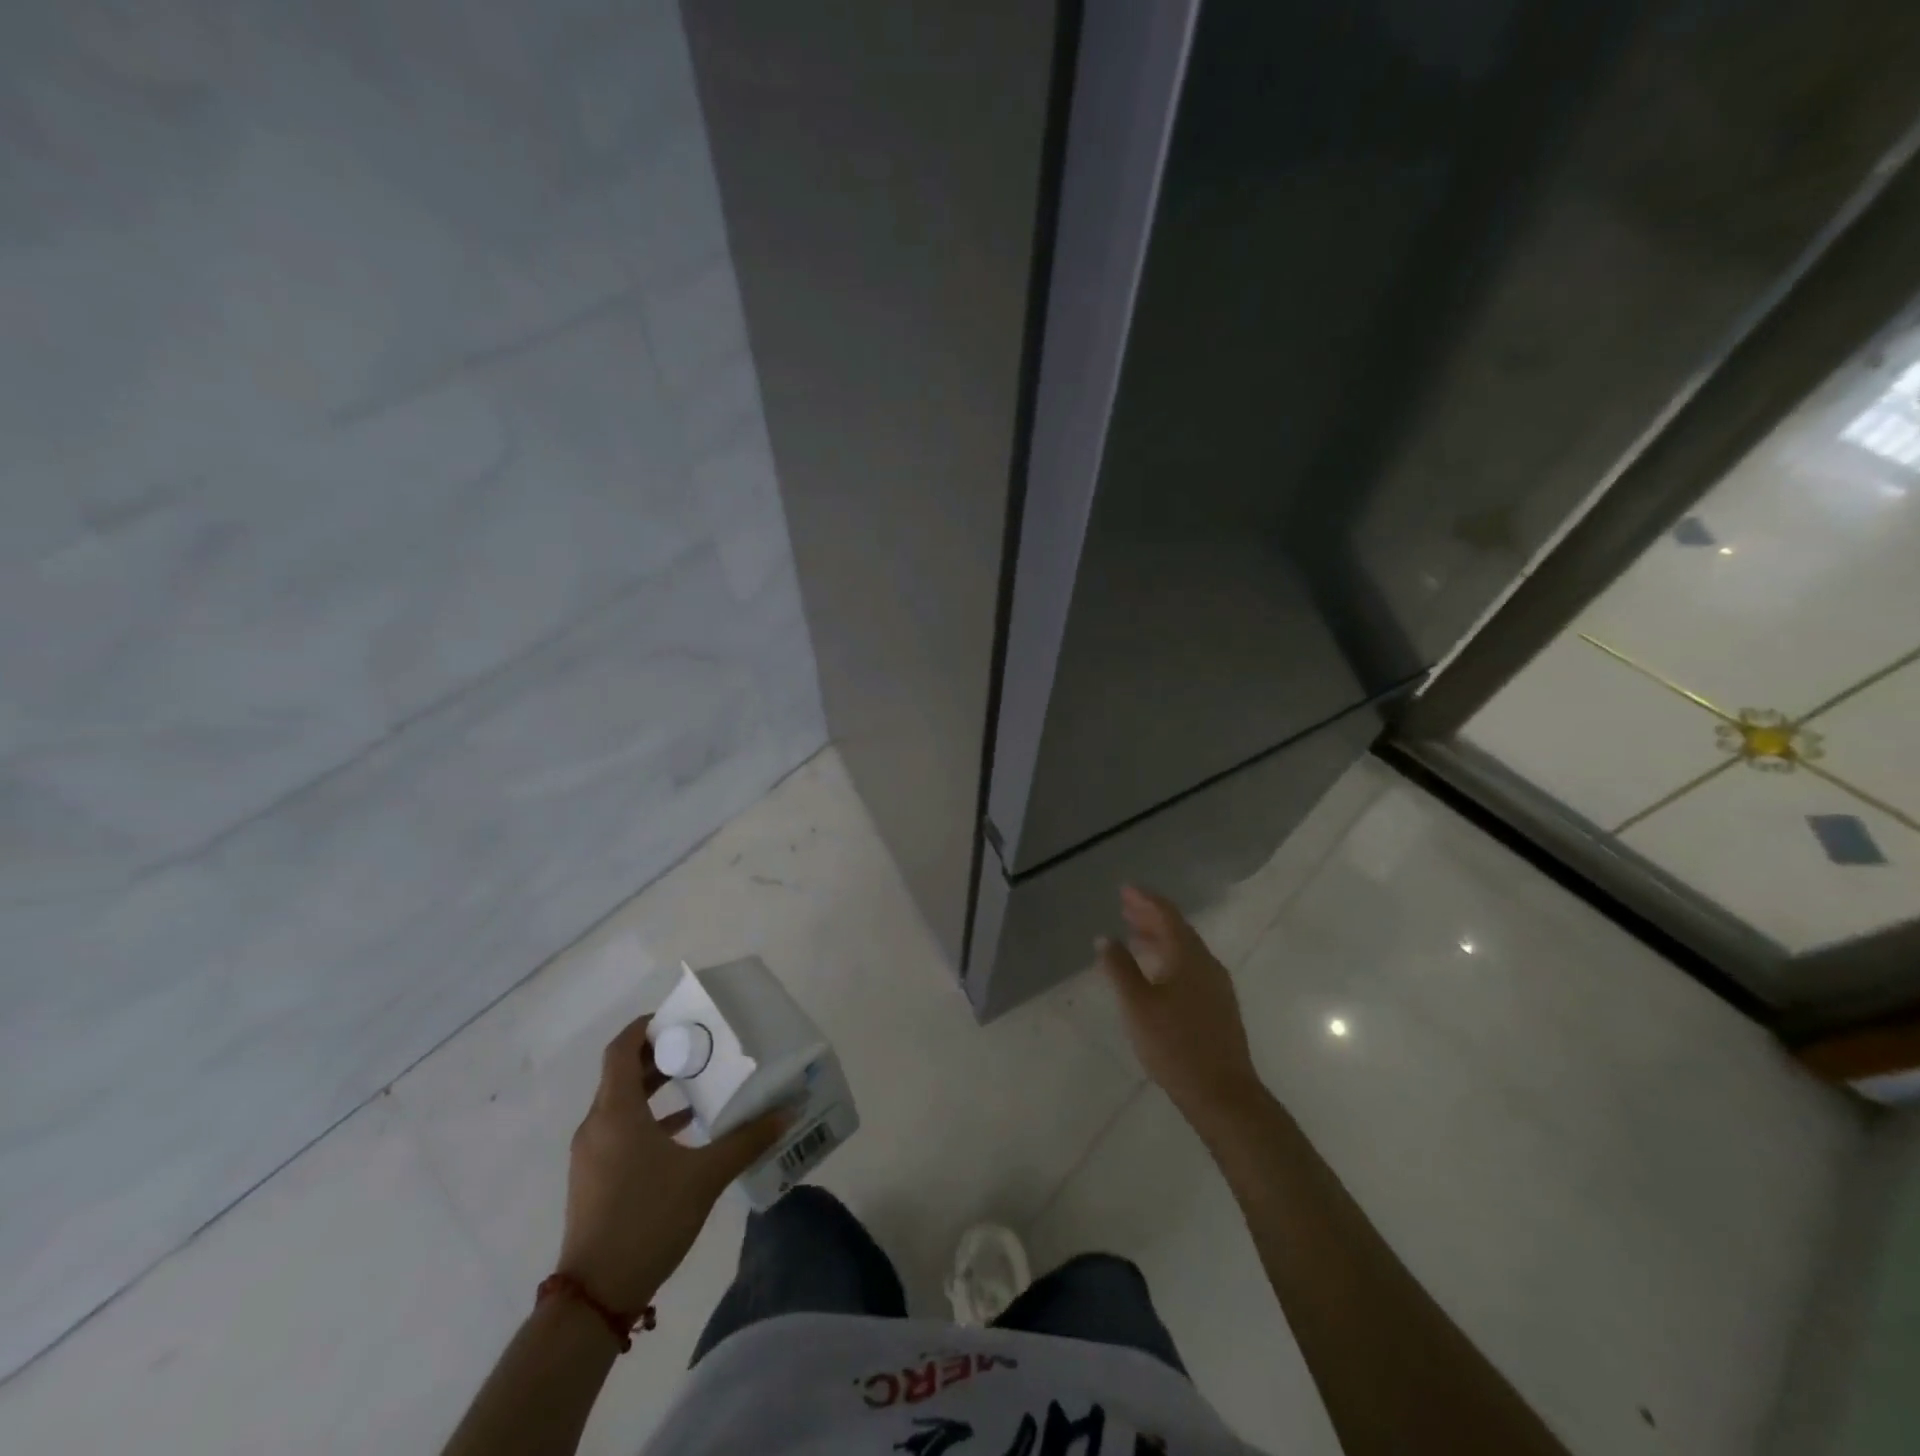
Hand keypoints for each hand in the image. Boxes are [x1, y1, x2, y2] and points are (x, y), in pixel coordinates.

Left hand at [558, 1014, 785, 1312]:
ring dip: (655, 1087)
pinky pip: (621, 1130)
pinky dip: (649, 1118)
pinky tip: (685, 1129)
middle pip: (622, 1073)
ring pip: (622, 1103)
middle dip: (660, 1055)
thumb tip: (787, 1111)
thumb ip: (747, 1140)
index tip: (680, 1018)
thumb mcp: (705, 1176)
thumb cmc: (647, 1219)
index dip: (646, 1027)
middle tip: (700, 1045)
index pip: (621, 1049)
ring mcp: (592, 1154)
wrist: (594, 1298)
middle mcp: (597, 1125)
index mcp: (616, 1112)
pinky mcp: (595, 1178)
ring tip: (698, 1080)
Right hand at [1097, 885, 1264, 1125]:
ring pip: (1184, 950)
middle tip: (1125, 906)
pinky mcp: (1217, 1006)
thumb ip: (1119, 968)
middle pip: (1177, 930)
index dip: (1144, 900)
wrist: (1223, 1094)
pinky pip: (1189, 967)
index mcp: (1188, 957)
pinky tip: (1155, 972)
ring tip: (1134, 934)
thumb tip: (1105, 938)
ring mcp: (1216, 986)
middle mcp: (1206, 964)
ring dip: (1159, 938)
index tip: (1124, 889)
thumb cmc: (1175, 1045)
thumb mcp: (1137, 1005)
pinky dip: (1168, 958)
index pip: (1166, 915)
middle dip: (1150, 916)